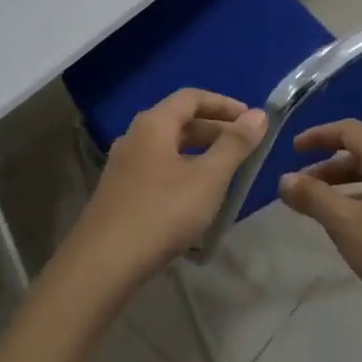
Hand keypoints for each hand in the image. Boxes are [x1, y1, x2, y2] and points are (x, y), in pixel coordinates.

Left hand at [70, 89, 266, 287]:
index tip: (252, 120)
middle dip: (216, 130)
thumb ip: (235, 145)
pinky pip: (157, 169)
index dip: (225, 105)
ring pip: (168, 148)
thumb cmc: (162, 213)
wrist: (102, 264)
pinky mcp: (119, 193)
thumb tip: (259, 115)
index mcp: (153, 124)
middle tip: (246, 149)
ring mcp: (123, 166)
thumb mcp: (208, 178)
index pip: (192, 97)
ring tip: (227, 173)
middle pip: (180, 121)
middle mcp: (134, 137)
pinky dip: (183, 172)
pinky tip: (196, 198)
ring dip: (200, 153)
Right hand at [278, 120, 361, 331]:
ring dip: (346, 188)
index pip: (348, 130)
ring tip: (322, 211)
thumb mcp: (349, 225)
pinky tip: (355, 231)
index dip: (318, 136)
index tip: (293, 149)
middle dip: (328, 168)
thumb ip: (315, 199)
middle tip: (301, 188)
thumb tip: (285, 179)